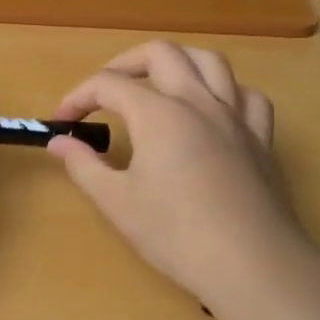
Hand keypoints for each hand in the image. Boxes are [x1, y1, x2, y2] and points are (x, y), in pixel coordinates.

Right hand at [49, 42, 316, 304]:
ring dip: (177, 62)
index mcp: (158, 113)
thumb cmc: (176, 234)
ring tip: (158, 82)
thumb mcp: (116, 202)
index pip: (108, 84)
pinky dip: (225, 91)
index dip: (78, 97)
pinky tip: (212, 109)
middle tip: (105, 92)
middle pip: (160, 53)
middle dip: (124, 64)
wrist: (252, 265)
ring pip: (209, 61)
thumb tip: (58, 142)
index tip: (62, 122)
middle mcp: (197, 101)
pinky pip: (246, 95)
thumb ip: (83, 165)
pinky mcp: (261, 138)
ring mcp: (235, 116)